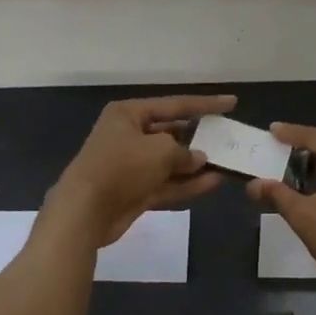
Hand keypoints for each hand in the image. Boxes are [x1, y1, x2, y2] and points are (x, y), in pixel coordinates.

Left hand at [47, 94, 235, 247]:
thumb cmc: (121, 166)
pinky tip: (213, 183)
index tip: (231, 102)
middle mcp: (129, 135)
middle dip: (199, 138)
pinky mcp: (134, 192)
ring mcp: (131, 166)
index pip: (175, 104)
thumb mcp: (160, 151)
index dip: (205, 104)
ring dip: (196, 165)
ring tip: (227, 164)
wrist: (84, 211)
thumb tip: (198, 158)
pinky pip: (166, 183)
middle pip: (172, 132)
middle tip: (228, 138)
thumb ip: (184, 152)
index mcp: (129, 114)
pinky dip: (187, 184)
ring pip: (171, 162)